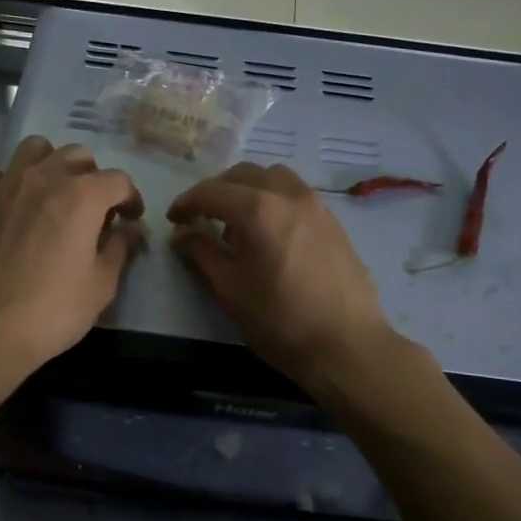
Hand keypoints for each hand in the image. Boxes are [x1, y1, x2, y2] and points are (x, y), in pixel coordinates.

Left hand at [0, 136, 143, 372]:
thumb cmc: (52, 311)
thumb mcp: (101, 286)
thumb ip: (119, 249)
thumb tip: (129, 230)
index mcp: (83, 196)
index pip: (119, 180)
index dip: (131, 199)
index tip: (130, 219)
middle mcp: (45, 177)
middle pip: (78, 156)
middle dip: (92, 177)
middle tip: (92, 208)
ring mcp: (4, 183)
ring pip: (34, 149)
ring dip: (50, 164)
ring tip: (51, 192)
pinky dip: (4, 178)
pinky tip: (7, 199)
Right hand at [167, 162, 397, 388]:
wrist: (347, 345)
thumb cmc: (280, 321)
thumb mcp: (230, 290)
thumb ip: (202, 254)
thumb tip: (182, 236)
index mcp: (259, 209)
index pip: (212, 191)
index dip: (187, 202)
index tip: (173, 220)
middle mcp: (289, 195)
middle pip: (245, 174)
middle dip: (218, 191)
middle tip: (202, 217)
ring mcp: (317, 206)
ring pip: (275, 178)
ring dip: (249, 190)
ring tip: (239, 223)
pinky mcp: (334, 223)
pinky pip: (296, 195)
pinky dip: (274, 201)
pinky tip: (270, 235)